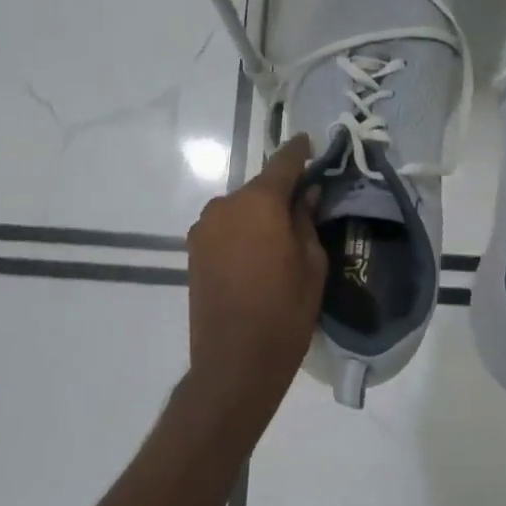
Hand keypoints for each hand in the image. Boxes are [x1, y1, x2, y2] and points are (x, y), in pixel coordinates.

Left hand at [186, 133, 327, 415]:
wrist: (234, 362)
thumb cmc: (285, 311)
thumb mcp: (312, 264)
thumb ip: (306, 220)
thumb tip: (306, 195)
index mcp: (259, 202)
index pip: (283, 163)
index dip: (299, 152)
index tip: (310, 143)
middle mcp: (225, 205)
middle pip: (259, 188)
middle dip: (281, 192)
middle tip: (304, 206)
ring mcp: (204, 228)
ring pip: (241, 209)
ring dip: (259, 215)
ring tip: (280, 239)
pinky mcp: (193, 251)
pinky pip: (225, 228)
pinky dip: (242, 232)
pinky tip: (258, 255)